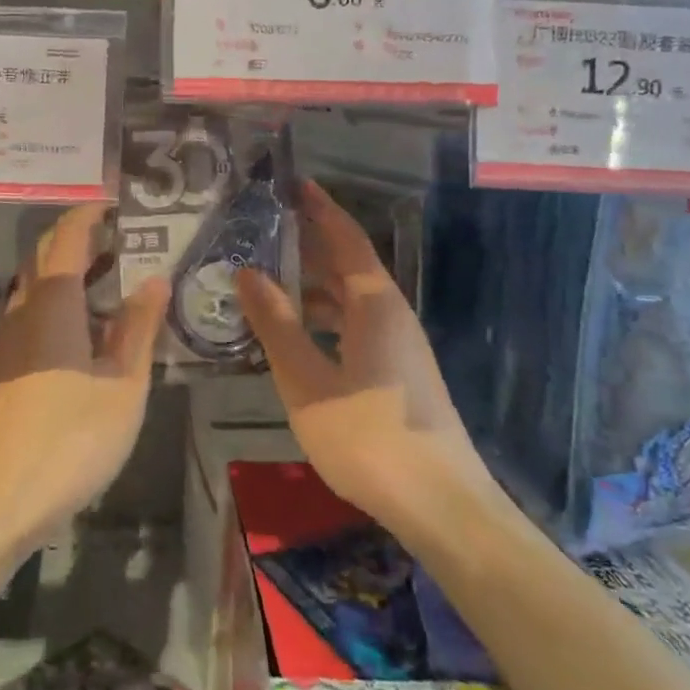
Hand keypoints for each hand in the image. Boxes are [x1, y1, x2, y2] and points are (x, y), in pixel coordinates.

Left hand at [0, 205, 169, 555]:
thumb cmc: (70, 441)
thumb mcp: (123, 385)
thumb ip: (139, 328)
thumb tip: (155, 279)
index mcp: (52, 303)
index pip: (67, 237)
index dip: (89, 213)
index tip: (117, 200)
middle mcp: (23, 311)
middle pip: (45, 256)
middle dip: (79, 237)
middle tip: (124, 235)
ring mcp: (7, 342)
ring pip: (37, 287)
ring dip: (69, 271)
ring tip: (113, 276)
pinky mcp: (3, 369)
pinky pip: (33, 315)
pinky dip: (60, 302)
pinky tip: (88, 329)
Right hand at [236, 181, 491, 527]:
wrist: (442, 506)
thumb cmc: (369, 438)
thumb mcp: (307, 382)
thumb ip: (276, 325)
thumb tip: (247, 273)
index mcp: (374, 305)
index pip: (345, 239)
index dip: (320, 209)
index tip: (294, 183)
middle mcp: (391, 315)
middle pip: (348, 266)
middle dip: (310, 244)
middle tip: (266, 229)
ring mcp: (399, 346)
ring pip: (351, 299)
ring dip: (313, 285)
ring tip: (268, 280)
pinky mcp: (399, 374)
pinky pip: (355, 326)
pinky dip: (324, 318)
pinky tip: (296, 335)